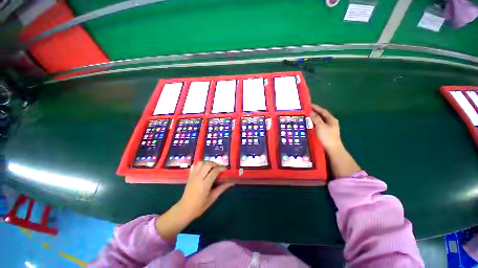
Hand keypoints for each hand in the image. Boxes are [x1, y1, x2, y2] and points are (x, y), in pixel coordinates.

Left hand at [155, 161, 233, 240]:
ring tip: (212, 167)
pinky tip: (204, 168)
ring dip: (208, 163)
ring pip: (201, 163)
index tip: (226, 169)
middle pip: (208, 164)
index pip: (214, 171)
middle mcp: (198, 178)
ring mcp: (193, 176)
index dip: (221, 168)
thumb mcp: (212, 198)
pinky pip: (195, 165)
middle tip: (219, 168)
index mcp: (205, 184)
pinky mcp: (190, 175)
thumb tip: (231, 183)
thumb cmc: (200, 206)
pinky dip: (201, 164)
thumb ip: (222, 188)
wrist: (184, 209)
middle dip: (215, 164)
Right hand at [309, 104, 341, 150]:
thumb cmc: (327, 136)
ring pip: (321, 120)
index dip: (316, 107)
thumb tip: (310, 112)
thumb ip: (315, 118)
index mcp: (331, 119)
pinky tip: (310, 123)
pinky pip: (319, 124)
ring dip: (314, 117)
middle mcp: (331, 122)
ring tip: (307, 115)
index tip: (309, 104)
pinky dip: (314, 122)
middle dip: (315, 111)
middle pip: (322, 115)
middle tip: (307, 109)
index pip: (323, 111)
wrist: (332, 149)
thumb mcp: (320, 126)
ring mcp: (329, 127)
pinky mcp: (326, 132)